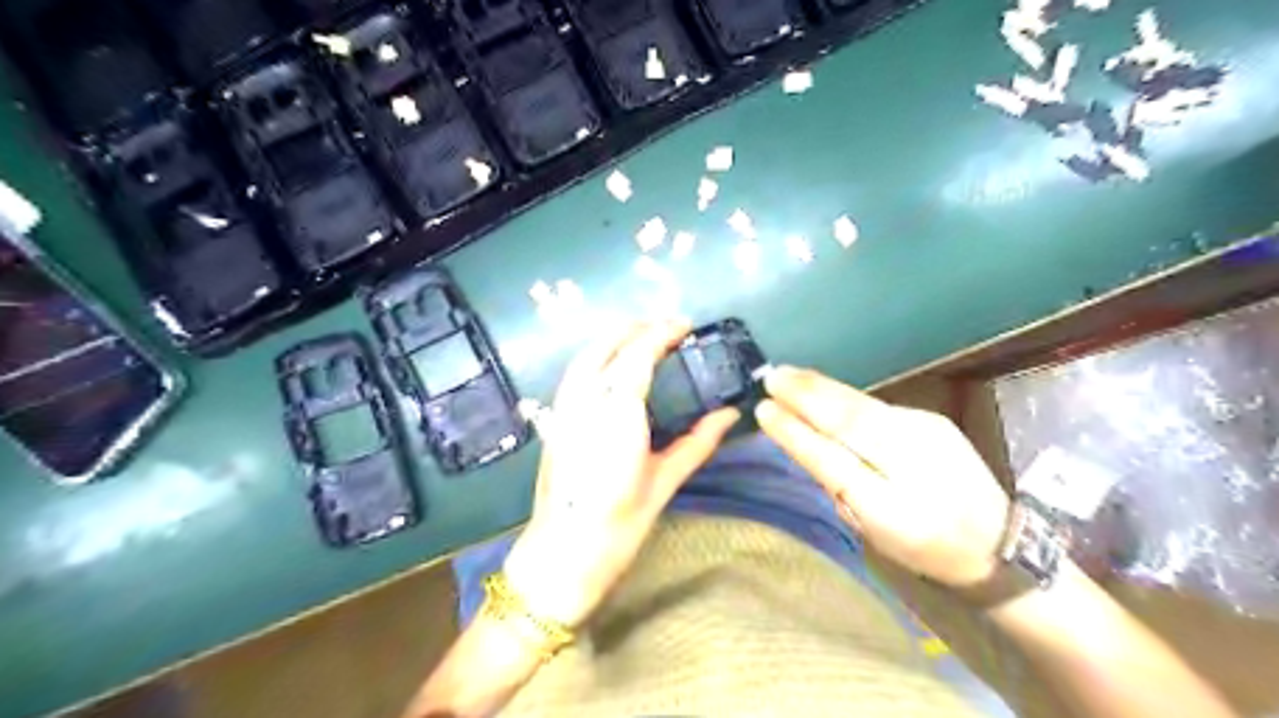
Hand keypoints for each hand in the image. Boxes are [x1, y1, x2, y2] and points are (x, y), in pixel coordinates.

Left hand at [501, 319, 740, 626]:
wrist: (562, 555)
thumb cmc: (619, 525)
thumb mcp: (664, 482)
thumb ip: (698, 442)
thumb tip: (730, 414)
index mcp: (617, 415)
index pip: (638, 356)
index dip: (662, 333)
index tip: (685, 324)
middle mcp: (585, 402)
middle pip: (607, 347)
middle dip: (636, 328)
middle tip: (667, 327)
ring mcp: (564, 410)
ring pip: (585, 356)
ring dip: (614, 338)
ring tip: (642, 337)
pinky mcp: (554, 421)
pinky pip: (575, 374)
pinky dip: (597, 357)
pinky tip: (613, 367)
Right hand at [751, 368, 1013, 586]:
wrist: (997, 540)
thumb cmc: (925, 546)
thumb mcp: (874, 532)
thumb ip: (839, 490)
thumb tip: (807, 447)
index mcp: (892, 505)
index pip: (833, 460)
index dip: (796, 434)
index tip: (764, 410)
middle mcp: (911, 460)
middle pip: (849, 420)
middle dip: (806, 395)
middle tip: (771, 377)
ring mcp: (925, 432)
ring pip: (862, 405)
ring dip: (822, 387)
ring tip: (789, 374)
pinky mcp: (930, 418)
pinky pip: (875, 405)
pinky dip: (843, 396)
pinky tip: (823, 388)